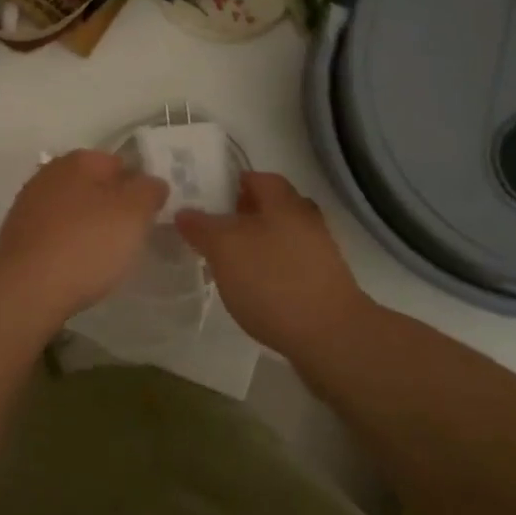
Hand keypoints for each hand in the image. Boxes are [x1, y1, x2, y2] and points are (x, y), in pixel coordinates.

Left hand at [0, 150, 167, 322]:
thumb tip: (151, 183)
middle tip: (129, 237)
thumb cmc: (86, 244)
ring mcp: (28, 204)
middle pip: (93, 186)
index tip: (148, 216)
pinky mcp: (17, 235)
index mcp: (77, 160)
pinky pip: (54, 234)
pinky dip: (67, 245)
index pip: (119, 164)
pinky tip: (76, 268)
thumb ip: (149, 191)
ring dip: (88, 227)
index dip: (138, 188)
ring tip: (105, 258)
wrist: (26, 289)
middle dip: (112, 207)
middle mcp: (49, 174)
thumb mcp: (134, 214)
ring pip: (72, 210)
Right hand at [174, 171, 368, 357]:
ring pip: (279, 237)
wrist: (331, 337)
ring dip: (255, 245)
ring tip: (227, 264)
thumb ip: (201, 227)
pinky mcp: (323, 283)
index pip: (255, 177)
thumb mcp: (224, 248)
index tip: (205, 198)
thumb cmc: (273, 281)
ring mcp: (318, 252)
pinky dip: (269, 271)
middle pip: (269, 207)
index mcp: (284, 201)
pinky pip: (289, 265)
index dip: (229, 183)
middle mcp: (305, 219)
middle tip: (211, 231)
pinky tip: (252, 290)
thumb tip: (184, 212)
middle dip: (240, 216)